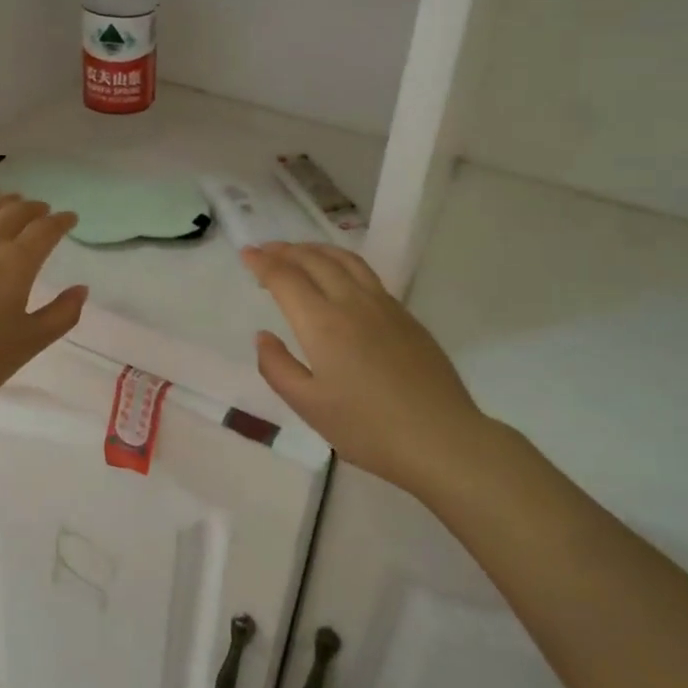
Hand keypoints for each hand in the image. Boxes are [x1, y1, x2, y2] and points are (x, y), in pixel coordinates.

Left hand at [0, 196, 87, 428]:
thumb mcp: (30, 344)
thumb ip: (61, 314)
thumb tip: (81, 289)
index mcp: (16, 264)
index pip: (45, 230)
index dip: (61, 221)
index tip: (71, 218)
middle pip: (13, 213)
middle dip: (33, 208)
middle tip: (43, 210)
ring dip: (1, 204)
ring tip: (11, 203)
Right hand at [242, 242, 489, 493]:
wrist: (440, 437)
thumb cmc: (368, 428)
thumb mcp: (309, 407)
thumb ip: (278, 367)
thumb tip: (263, 336)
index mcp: (322, 323)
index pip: (285, 278)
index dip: (263, 263)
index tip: (246, 253)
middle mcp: (351, 302)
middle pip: (314, 260)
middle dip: (285, 250)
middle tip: (266, 250)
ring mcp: (383, 304)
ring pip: (344, 259)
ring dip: (315, 249)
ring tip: (299, 251)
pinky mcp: (405, 314)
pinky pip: (366, 273)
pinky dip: (341, 261)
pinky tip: (340, 275)